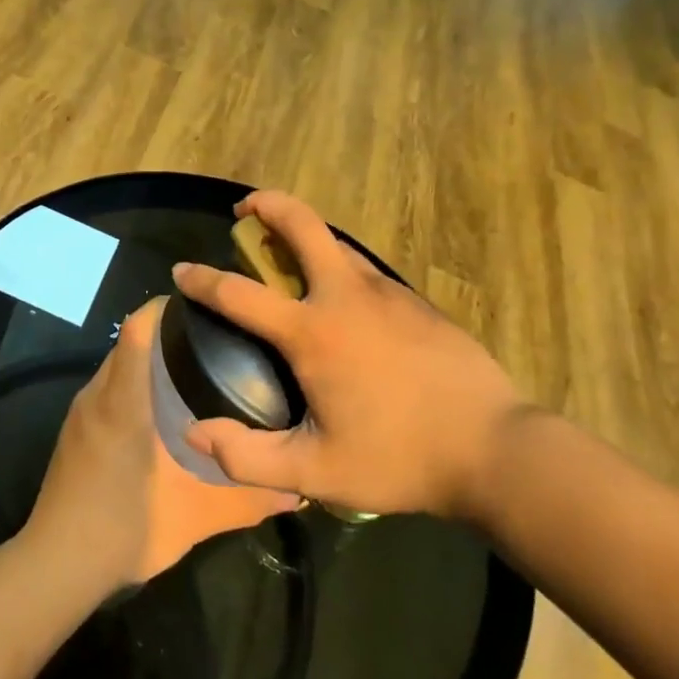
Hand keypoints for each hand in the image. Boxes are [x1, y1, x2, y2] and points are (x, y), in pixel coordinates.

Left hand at [25, 299, 299, 592]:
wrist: (58, 564)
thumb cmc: (125, 528)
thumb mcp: (194, 516)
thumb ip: (246, 500)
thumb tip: (296, 491)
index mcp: (123, 402)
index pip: (136, 330)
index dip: (165, 308)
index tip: (203, 306)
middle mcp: (97, 396)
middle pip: (128, 343)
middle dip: (166, 334)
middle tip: (215, 341)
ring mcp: (81, 414)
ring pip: (117, 368)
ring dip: (149, 361)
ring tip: (196, 371)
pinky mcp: (75, 433)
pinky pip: (108, 389)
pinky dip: (134, 385)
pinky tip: (163, 412)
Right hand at [171, 191, 531, 522]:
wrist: (497, 451)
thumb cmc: (399, 460)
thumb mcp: (315, 473)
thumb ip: (247, 457)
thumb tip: (195, 432)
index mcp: (313, 333)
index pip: (240, 293)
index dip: (203, 279)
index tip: (182, 269)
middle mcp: (346, 297)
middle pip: (302, 225)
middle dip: (267, 205)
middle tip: (245, 210)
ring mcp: (388, 294)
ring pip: (337, 244)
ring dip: (305, 235)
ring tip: (287, 257)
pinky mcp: (417, 303)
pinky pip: (366, 271)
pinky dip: (339, 267)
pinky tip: (343, 300)